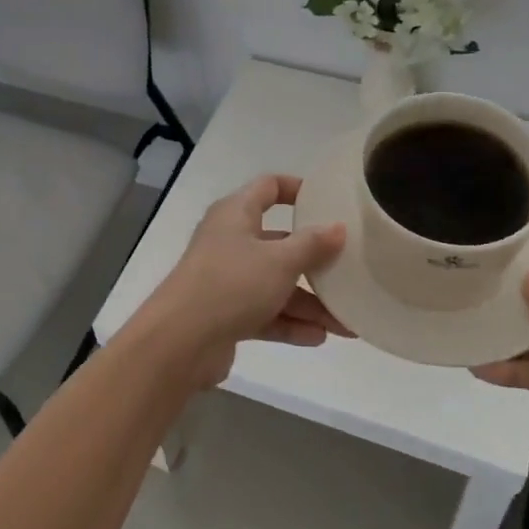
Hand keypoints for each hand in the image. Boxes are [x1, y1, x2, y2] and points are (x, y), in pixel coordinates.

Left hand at [133, 175, 350, 388]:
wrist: (180, 341)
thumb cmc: (232, 284)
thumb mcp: (280, 261)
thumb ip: (312, 244)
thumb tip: (338, 228)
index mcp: (236, 213)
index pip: (269, 187)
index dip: (297, 189)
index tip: (328, 201)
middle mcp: (230, 241)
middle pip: (279, 242)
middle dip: (315, 262)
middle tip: (349, 272)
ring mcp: (227, 279)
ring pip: (275, 284)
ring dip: (309, 303)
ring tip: (346, 324)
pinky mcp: (226, 314)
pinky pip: (265, 313)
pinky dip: (289, 323)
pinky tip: (319, 337)